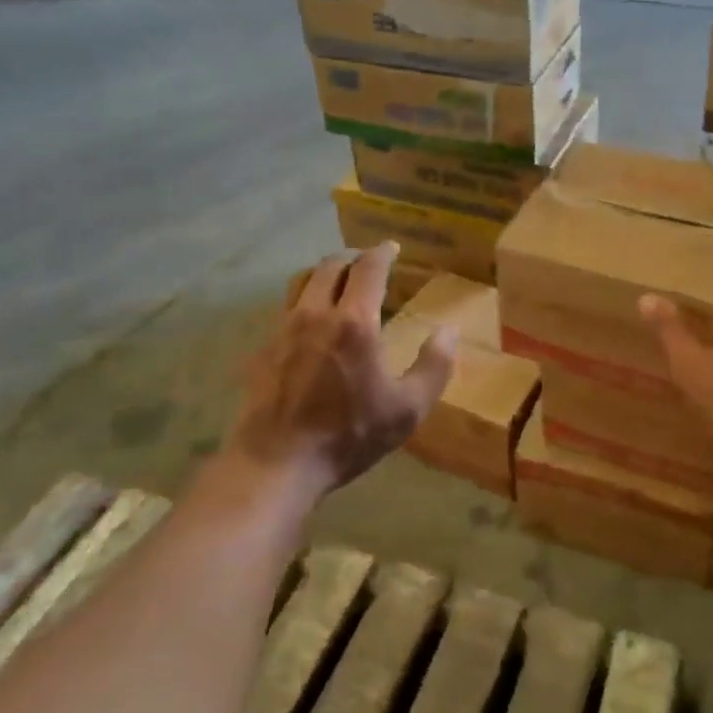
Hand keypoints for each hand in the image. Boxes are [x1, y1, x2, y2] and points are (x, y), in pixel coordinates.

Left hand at [226, 243, 456, 497]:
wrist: (276, 465)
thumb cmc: (348, 435)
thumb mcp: (407, 409)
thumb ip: (434, 366)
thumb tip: (450, 331)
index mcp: (355, 322)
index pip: (368, 268)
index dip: (382, 252)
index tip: (392, 247)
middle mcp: (315, 314)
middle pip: (331, 266)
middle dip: (353, 257)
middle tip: (368, 263)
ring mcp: (283, 330)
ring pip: (301, 282)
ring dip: (324, 273)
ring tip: (338, 283)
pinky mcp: (263, 350)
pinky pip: (285, 310)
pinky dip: (303, 302)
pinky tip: (311, 325)